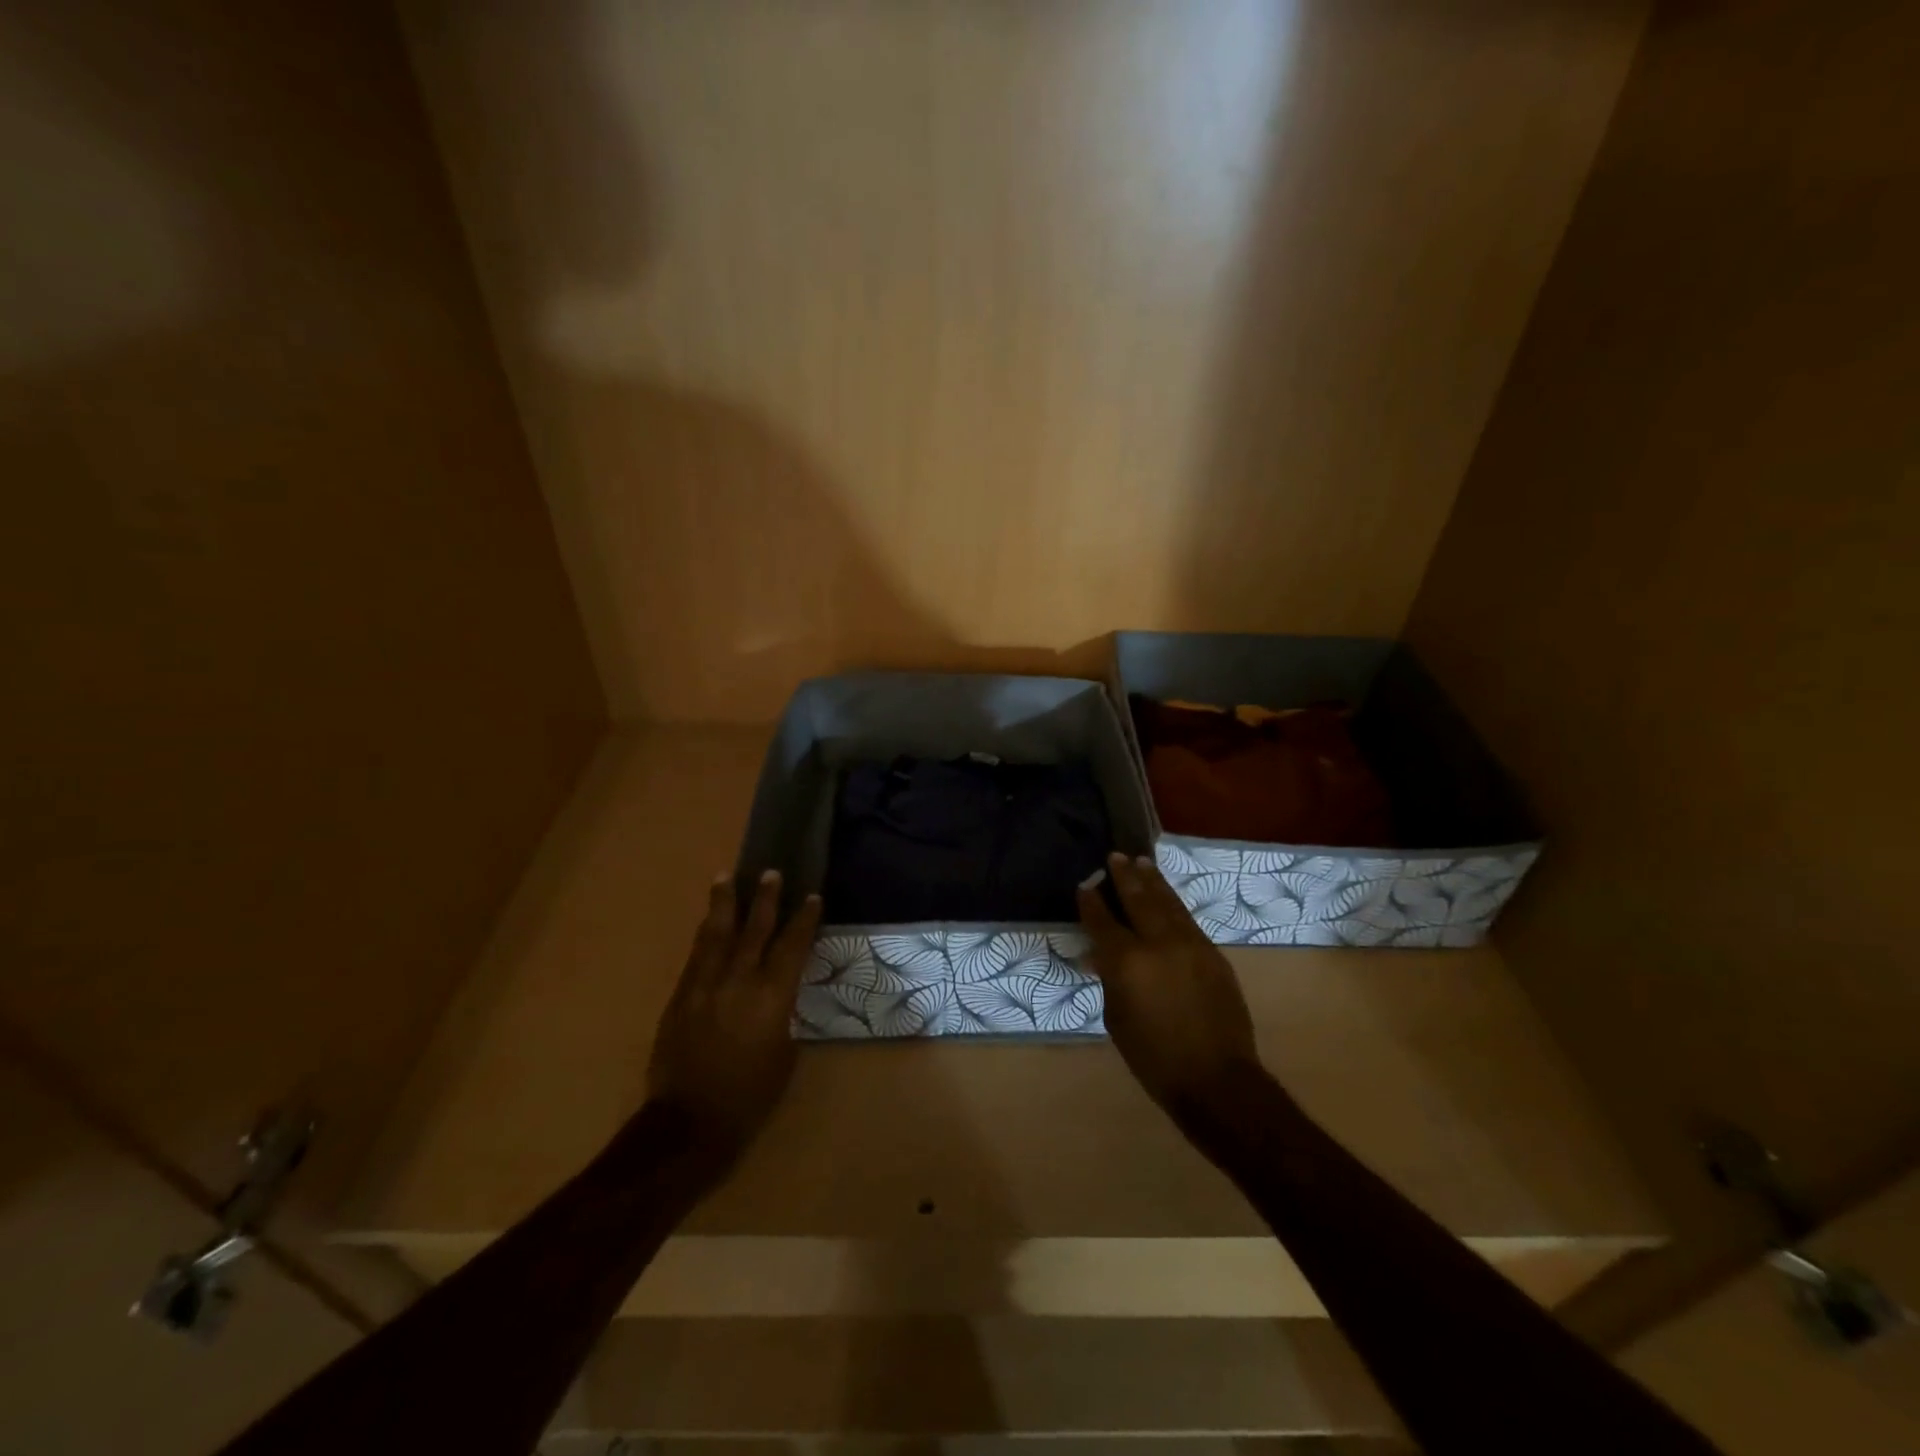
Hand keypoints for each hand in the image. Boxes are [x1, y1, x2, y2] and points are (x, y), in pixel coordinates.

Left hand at [647, 870, 821, 1165]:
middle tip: (770, 873)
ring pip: (716, 934)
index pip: (792, 946)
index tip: (811, 897)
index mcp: (772, 997)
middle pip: (754, 930)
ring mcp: (704, 986)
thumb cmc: (750, 1095)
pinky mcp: (680, 996)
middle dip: (765, 899)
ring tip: (726, 878)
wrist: (689, 1122)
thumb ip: (783, 1014)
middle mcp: (739, 981)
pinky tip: (707, 923)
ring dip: (724, 904)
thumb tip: (779, 994)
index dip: (803, 920)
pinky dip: (705, 934)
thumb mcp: (784, 1053)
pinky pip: (696, 955)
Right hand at [1077, 851, 1260, 1114]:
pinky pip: (1186, 919)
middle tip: (1115, 857)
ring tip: (1141, 862)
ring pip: (1167, 902)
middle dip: (1124, 876)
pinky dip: (1172, 902)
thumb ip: (1111, 980)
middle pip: (1138, 899)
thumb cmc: (1154, 1058)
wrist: (1217, 1079)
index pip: (1103, 922)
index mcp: (1127, 962)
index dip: (1091, 902)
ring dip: (1152, 881)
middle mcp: (1158, 943)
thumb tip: (1106, 957)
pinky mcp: (1212, 953)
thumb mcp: (1117, 1019)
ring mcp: (1190, 944)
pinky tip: (1166, 896)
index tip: (1085, 885)